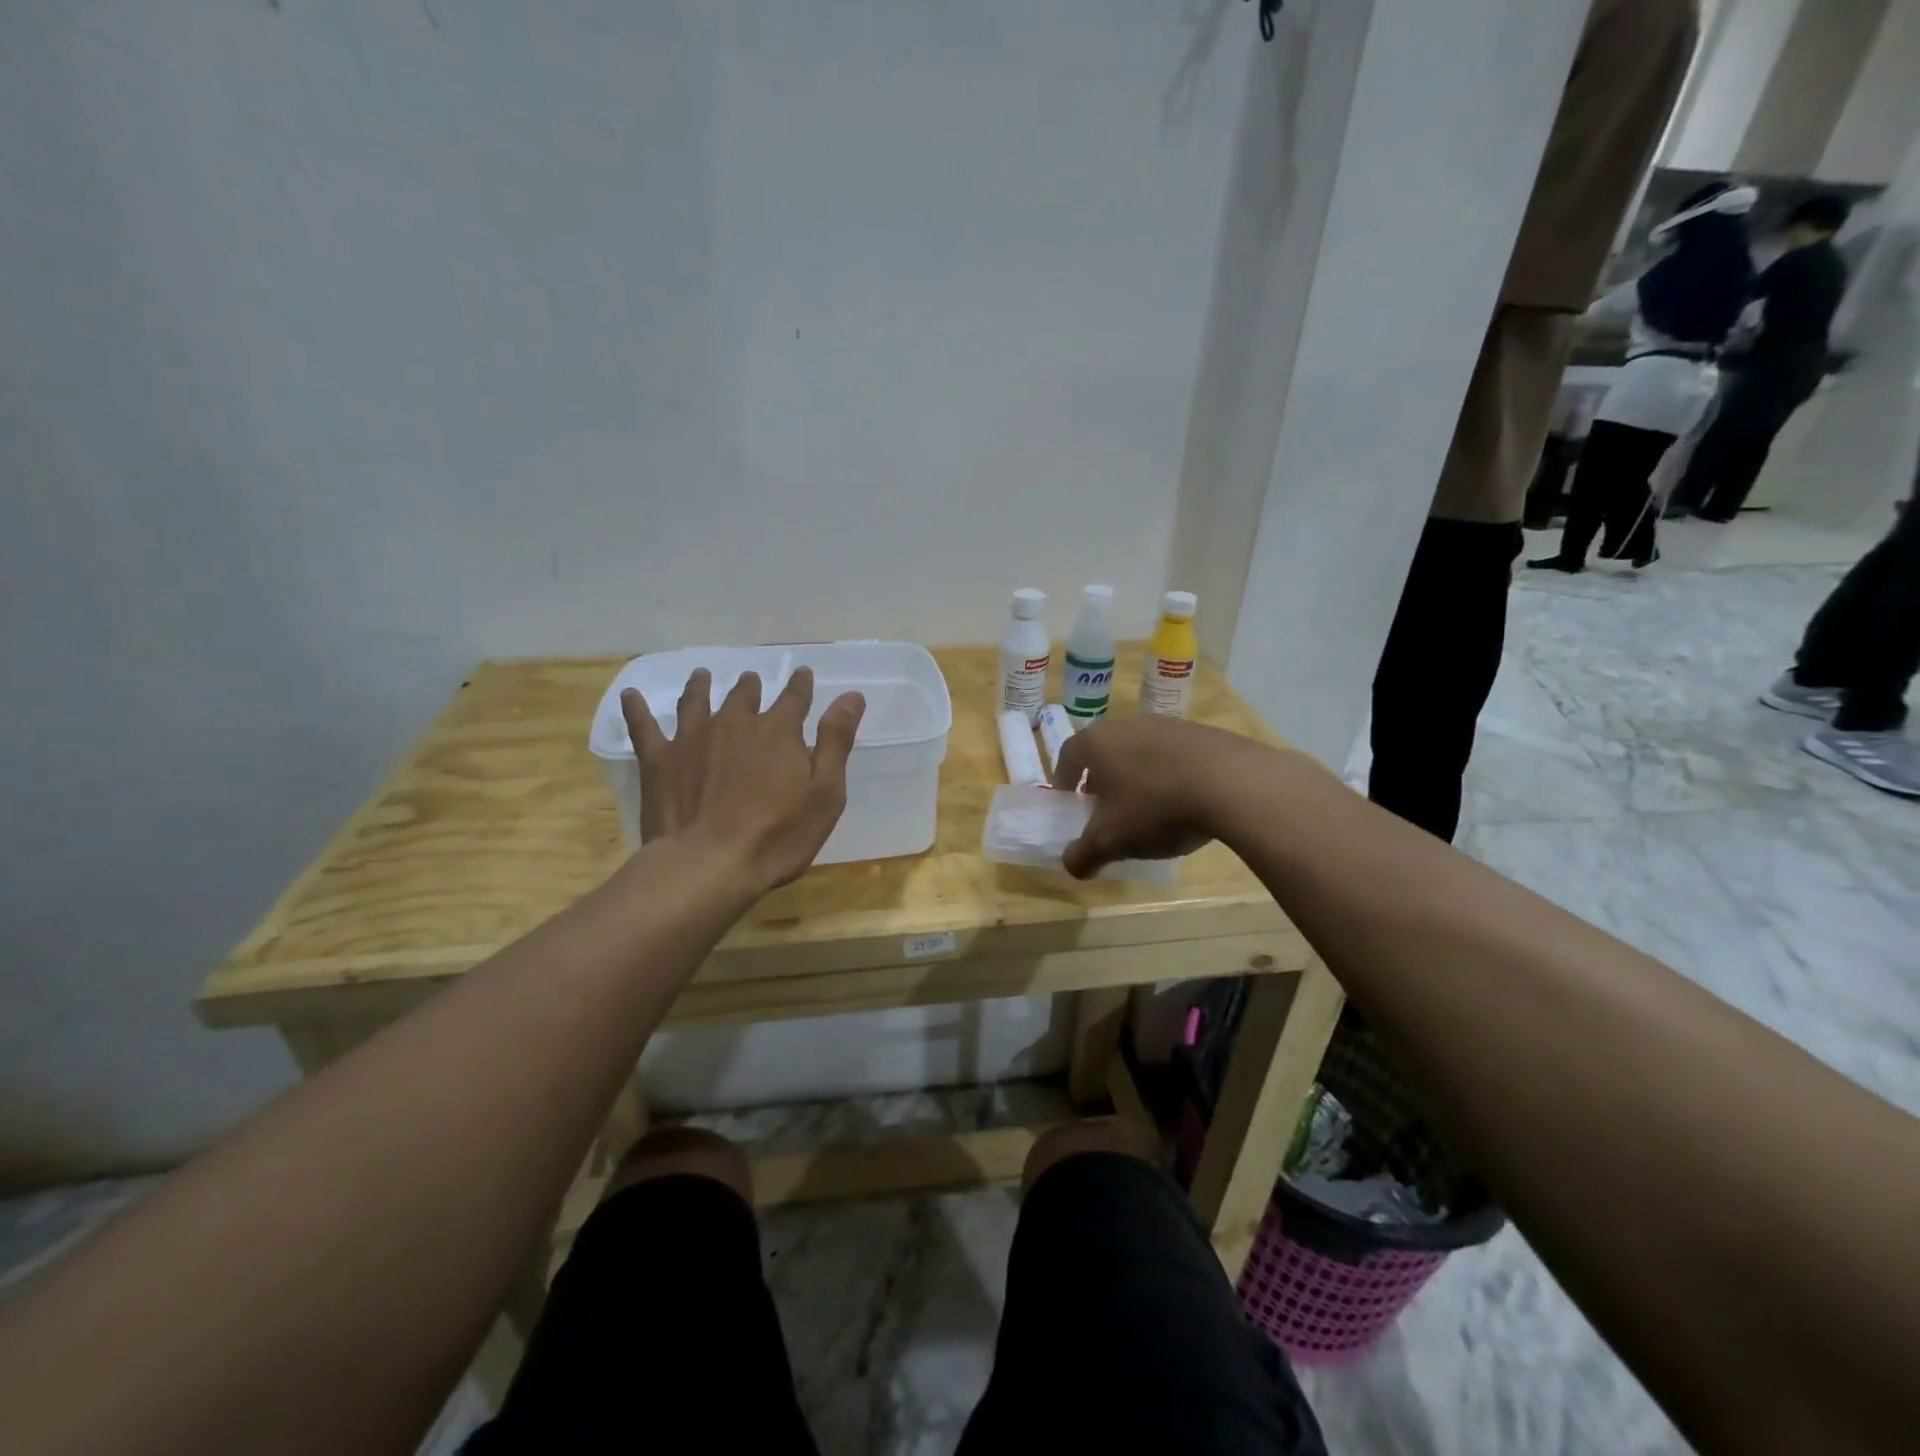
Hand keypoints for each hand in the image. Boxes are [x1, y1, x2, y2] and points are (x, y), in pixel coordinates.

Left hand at [621, 668, 865, 892]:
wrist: (709, 864)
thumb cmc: (778, 835)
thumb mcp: (825, 792)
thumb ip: (836, 741)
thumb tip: (852, 696)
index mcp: (778, 731)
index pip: (795, 697)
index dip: (801, 685)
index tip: (803, 674)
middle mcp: (735, 723)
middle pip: (744, 696)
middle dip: (751, 686)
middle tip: (751, 680)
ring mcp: (692, 738)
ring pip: (697, 701)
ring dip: (701, 686)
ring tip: (702, 675)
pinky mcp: (659, 760)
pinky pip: (644, 726)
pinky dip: (637, 709)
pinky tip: (631, 697)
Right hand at [1050, 716, 1253, 877]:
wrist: (1230, 783)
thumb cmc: (1154, 807)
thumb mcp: (1110, 841)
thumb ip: (1083, 855)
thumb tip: (1071, 865)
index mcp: (1096, 742)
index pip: (1068, 756)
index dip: (1065, 781)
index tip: (1071, 804)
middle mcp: (1127, 724)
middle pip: (1105, 751)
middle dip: (1102, 780)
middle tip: (1107, 809)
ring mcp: (1167, 724)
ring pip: (1140, 751)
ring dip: (1138, 777)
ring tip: (1149, 809)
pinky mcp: (1202, 732)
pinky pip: (1174, 756)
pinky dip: (1171, 776)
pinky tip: (1185, 803)